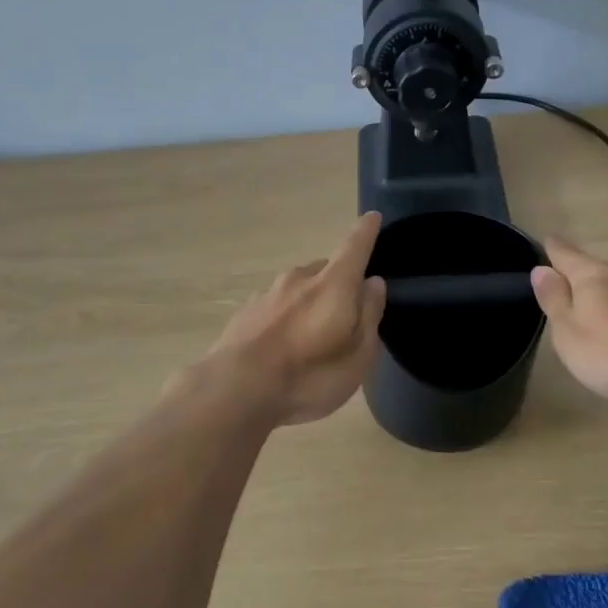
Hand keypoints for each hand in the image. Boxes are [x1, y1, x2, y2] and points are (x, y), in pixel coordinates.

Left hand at [202, 213, 388, 425]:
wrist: (234, 389)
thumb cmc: (309, 375)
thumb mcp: (358, 355)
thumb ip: (369, 315)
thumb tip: (373, 282)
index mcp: (333, 284)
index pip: (355, 246)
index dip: (366, 231)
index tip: (373, 218)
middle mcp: (299, 278)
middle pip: (326, 269)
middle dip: (338, 282)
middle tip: (346, 312)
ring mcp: (268, 292)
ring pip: (298, 287)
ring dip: (309, 300)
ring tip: (312, 334)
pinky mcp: (245, 311)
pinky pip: (276, 305)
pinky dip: (286, 316)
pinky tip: (282, 343)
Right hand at [529, 235, 607, 411]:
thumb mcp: (569, 333)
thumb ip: (554, 300)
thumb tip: (542, 269)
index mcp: (595, 276)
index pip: (567, 254)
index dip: (554, 248)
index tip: (548, 240)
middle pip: (599, 270)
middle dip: (585, 280)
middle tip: (573, 298)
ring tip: (607, 320)